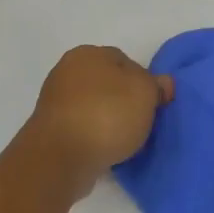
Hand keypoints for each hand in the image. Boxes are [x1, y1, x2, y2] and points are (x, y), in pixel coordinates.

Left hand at [27, 45, 172, 195]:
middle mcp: (67, 71)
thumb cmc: (106, 116)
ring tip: (124, 141)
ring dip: (108, 121)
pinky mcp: (50, 129)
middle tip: (141, 123)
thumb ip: (156, 85)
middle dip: (124, 102)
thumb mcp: (145, 94)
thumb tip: (162, 83)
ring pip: (94, 107)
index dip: (144, 82)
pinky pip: (82, 128)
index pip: (125, 61)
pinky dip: (94, 137)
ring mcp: (55, 101)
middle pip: (108, 84)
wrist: (60, 158)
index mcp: (88, 54)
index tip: (153, 105)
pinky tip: (105, 150)